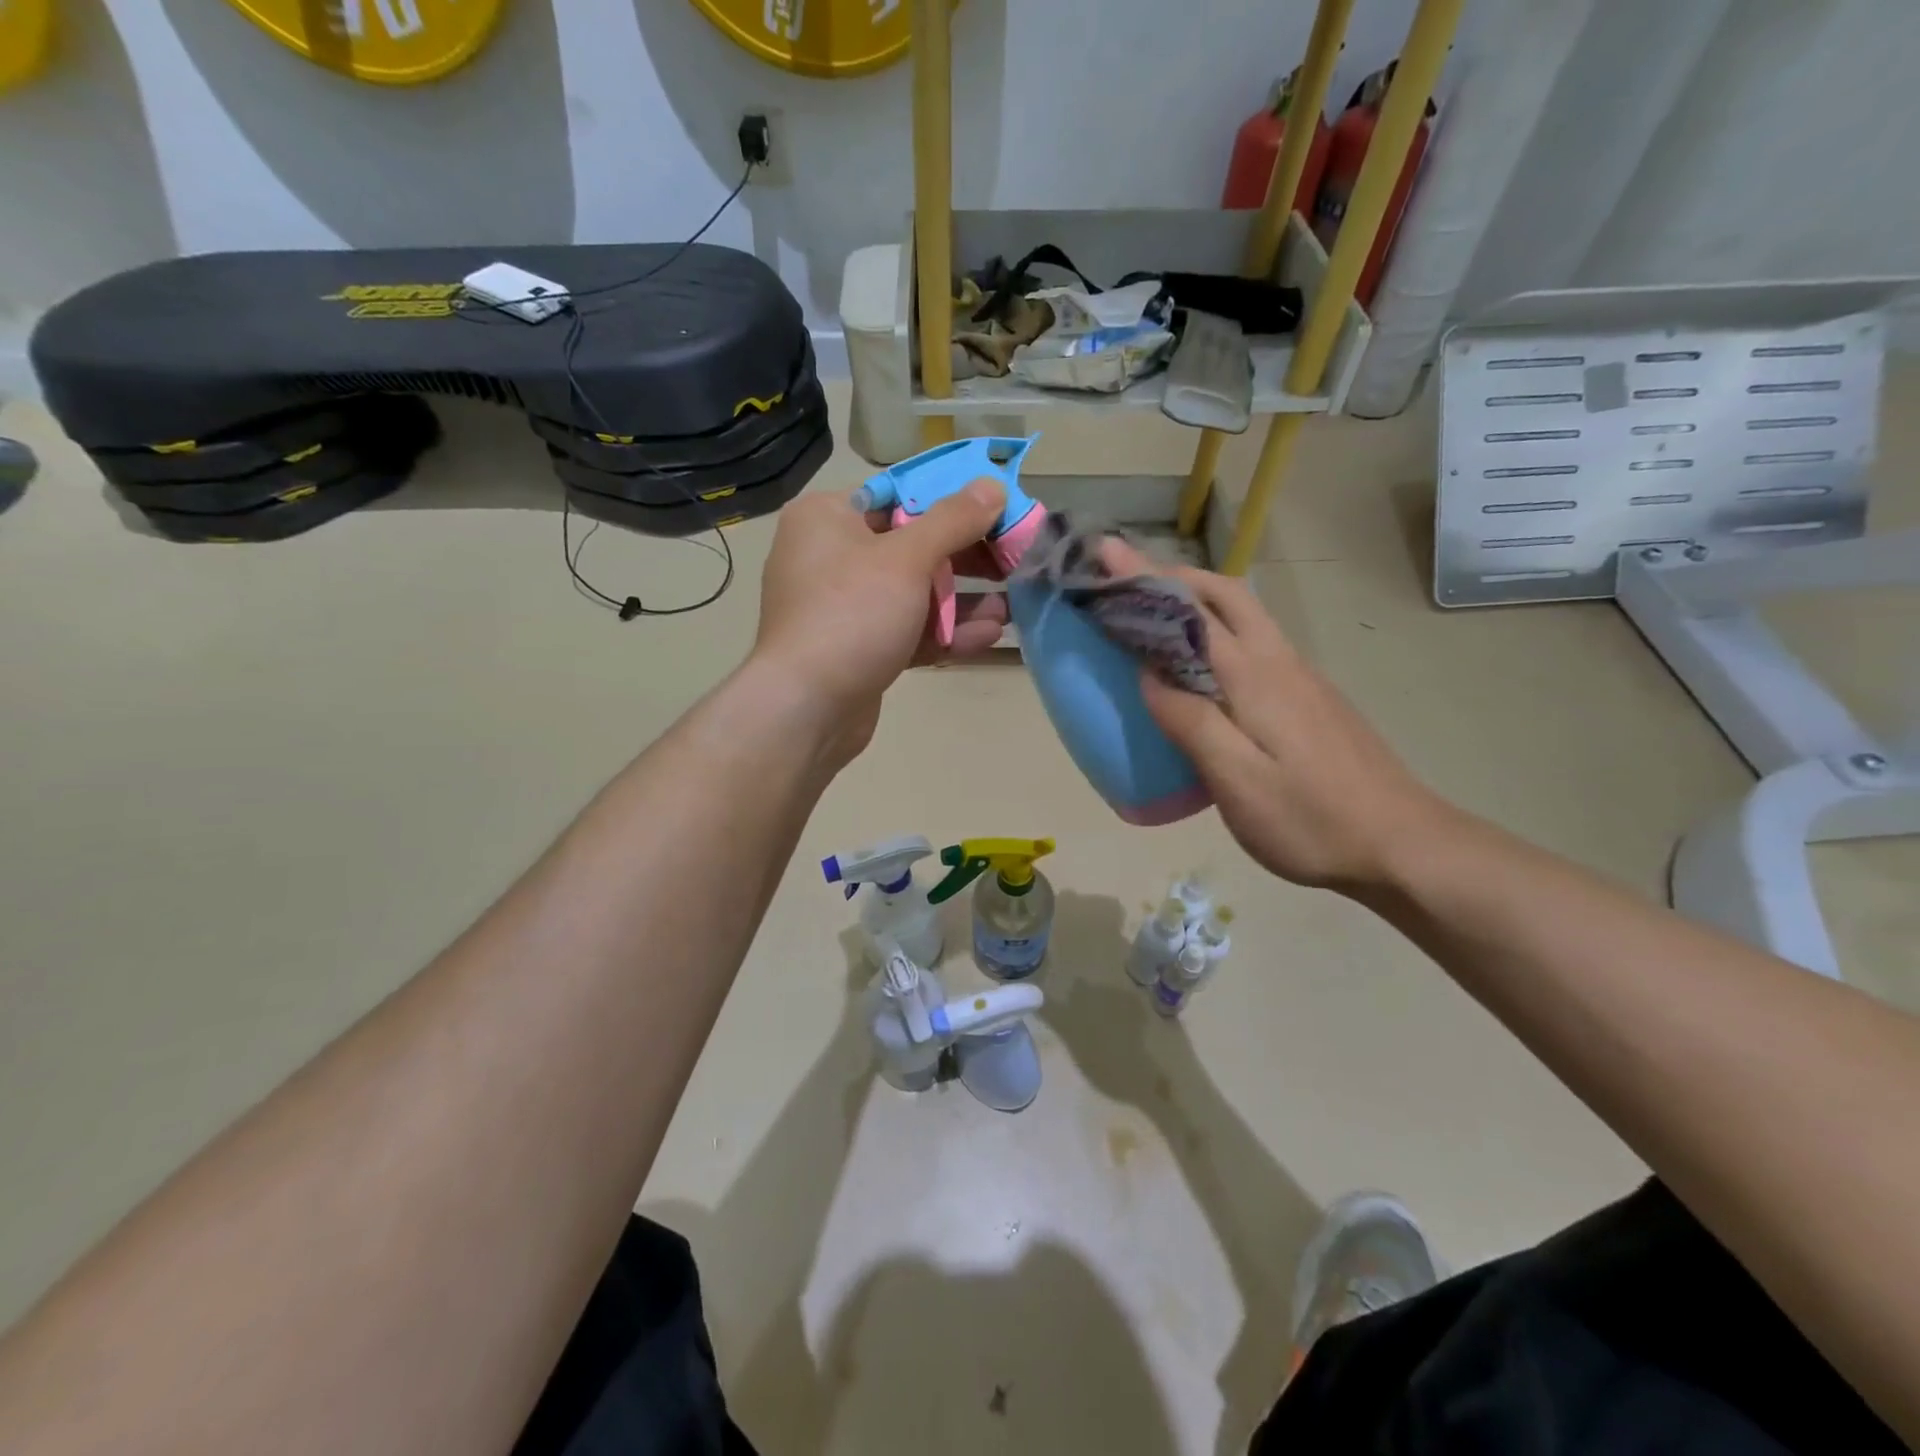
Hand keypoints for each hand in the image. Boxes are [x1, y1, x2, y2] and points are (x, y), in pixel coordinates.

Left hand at [750, 480, 1009, 764]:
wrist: (807, 709)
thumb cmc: (851, 615)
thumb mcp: (907, 558)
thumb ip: (953, 520)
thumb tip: (991, 485)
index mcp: (827, 517)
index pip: (899, 494)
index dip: (954, 501)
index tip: (998, 512)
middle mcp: (830, 556)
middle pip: (911, 545)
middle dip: (966, 558)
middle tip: (1013, 561)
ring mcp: (842, 607)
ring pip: (913, 593)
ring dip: (963, 601)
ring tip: (1011, 606)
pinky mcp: (857, 648)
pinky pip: (906, 629)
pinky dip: (943, 631)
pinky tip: (989, 635)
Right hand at [1103, 540, 1445, 892]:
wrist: (1403, 846)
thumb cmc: (1310, 819)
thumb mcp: (1236, 781)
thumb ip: (1190, 721)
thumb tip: (1148, 675)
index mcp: (1255, 676)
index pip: (1191, 612)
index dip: (1144, 579)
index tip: (1106, 553)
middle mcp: (1279, 663)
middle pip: (1226, 595)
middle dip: (1175, 576)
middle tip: (1130, 579)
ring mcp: (1301, 679)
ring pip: (1245, 617)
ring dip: (1198, 600)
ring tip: (1155, 614)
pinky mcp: (1311, 700)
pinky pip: (1254, 645)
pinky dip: (1217, 634)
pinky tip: (1202, 670)